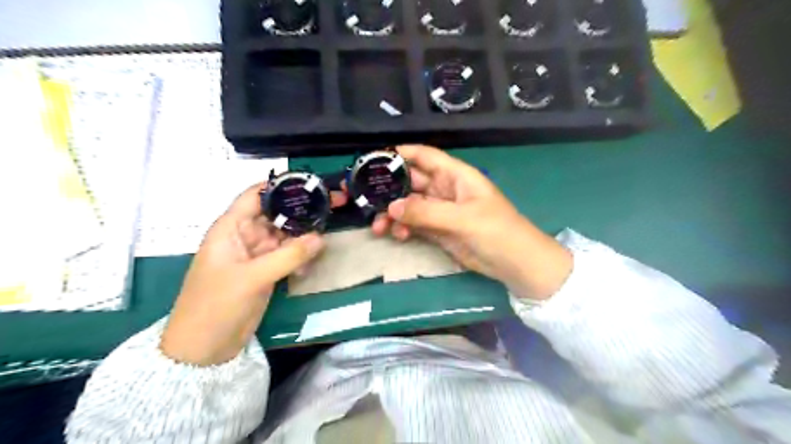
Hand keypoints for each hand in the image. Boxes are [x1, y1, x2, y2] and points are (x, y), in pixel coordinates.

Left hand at [159, 182, 346, 364]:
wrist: (203, 349)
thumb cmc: (216, 305)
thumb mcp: (252, 277)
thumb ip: (289, 256)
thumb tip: (322, 237)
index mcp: (231, 228)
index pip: (256, 196)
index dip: (281, 186)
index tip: (311, 183)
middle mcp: (245, 236)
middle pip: (276, 214)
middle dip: (301, 211)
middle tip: (333, 205)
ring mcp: (257, 255)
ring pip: (285, 235)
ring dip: (304, 236)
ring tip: (329, 232)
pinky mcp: (266, 272)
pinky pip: (288, 256)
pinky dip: (301, 257)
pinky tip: (312, 263)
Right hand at [375, 146, 571, 301]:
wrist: (515, 264)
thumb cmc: (496, 231)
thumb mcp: (462, 219)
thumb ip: (426, 212)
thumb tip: (390, 208)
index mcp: (456, 176)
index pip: (425, 156)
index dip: (402, 154)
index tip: (375, 159)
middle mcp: (446, 189)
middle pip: (412, 182)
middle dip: (390, 190)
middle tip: (367, 200)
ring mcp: (442, 211)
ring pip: (410, 205)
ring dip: (393, 213)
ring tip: (378, 226)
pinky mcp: (439, 230)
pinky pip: (415, 224)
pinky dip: (404, 228)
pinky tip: (397, 235)